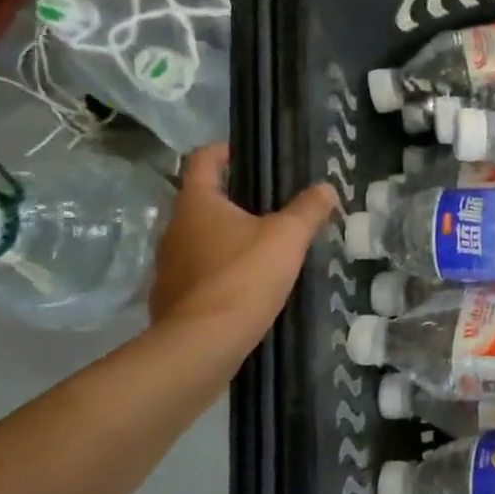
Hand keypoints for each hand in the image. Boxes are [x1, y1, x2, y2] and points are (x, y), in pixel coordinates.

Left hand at [148, 144, 338, 340]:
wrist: (203, 342)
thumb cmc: (244, 276)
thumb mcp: (288, 238)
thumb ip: (308, 210)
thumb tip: (326, 188)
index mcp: (198, 204)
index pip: (202, 160)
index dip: (223, 151)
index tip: (244, 153)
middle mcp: (174, 228)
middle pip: (202, 202)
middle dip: (233, 200)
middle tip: (269, 207)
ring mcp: (167, 265)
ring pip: (199, 239)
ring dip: (225, 238)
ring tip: (261, 248)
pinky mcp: (170, 297)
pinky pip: (197, 273)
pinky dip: (218, 271)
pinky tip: (243, 286)